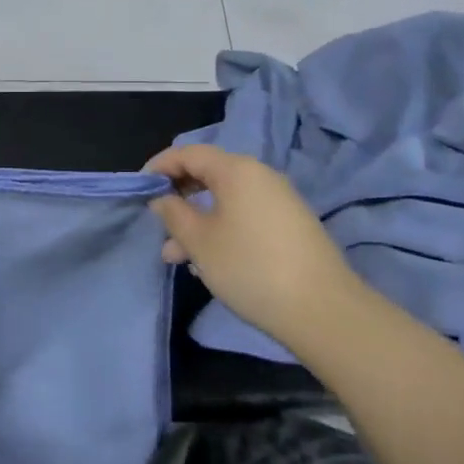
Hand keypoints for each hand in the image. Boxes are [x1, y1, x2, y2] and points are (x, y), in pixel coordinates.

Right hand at [146, 144, 357, 354]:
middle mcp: (260, 175)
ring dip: (198, 221)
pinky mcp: (292, 225)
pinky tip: (211, 262)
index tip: (139, 187)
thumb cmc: (251, 268)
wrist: (324, 310)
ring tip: (178, 258)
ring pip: (226, 200)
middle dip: (179, 198)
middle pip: (209, 174)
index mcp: (237, 170)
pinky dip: (222, 229)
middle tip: (159, 225)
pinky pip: (246, 215)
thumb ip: (174, 214)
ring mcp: (279, 200)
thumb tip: (162, 198)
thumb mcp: (201, 242)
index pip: (189, 153)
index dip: (160, 166)